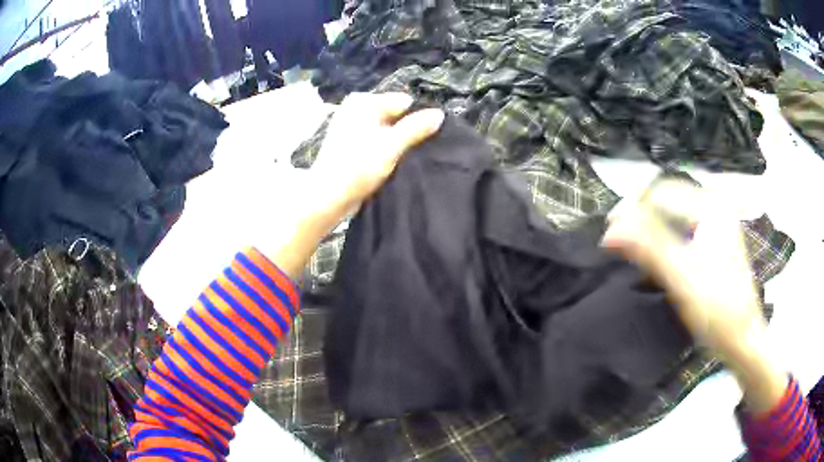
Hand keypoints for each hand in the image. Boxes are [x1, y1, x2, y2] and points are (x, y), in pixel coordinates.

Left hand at [310, 92, 444, 219]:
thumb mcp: (391, 146)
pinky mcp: (351, 143)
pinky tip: (393, 162)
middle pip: (394, 114)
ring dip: (398, 141)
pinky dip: (386, 148)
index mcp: (363, 102)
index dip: (418, 118)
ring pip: (386, 128)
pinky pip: (377, 139)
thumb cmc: (357, 168)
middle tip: (418, 149)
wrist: (327, 198)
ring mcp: (352, 126)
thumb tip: (439, 114)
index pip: (403, 102)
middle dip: (408, 129)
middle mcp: (356, 109)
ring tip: (407, 157)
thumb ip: (416, 128)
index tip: (428, 137)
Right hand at [601, 179, 785, 414]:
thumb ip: (649, 248)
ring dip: (649, 226)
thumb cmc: (717, 310)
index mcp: (711, 207)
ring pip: (673, 213)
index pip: (661, 192)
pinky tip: (655, 253)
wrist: (742, 338)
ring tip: (630, 247)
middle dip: (640, 216)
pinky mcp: (715, 240)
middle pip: (667, 199)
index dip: (632, 209)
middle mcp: (715, 206)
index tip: (608, 235)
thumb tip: (611, 229)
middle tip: (617, 241)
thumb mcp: (682, 278)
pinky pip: (682, 227)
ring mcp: (716, 223)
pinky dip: (663, 236)